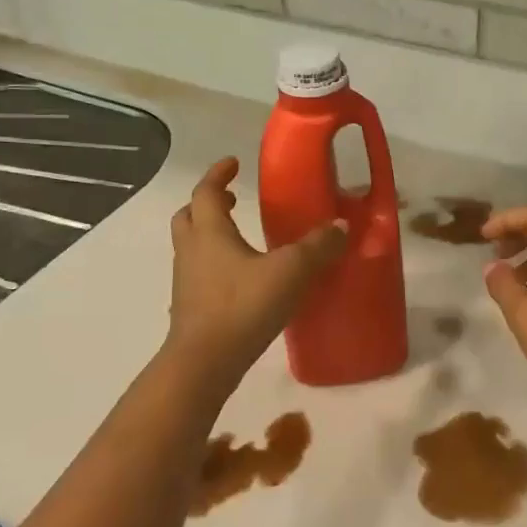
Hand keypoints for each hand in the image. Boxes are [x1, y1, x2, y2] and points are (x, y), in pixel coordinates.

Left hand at [164, 158, 346, 387]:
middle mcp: (192, 251)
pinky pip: (199, 273)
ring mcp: (186, 282)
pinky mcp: (190, 308)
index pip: (207, 192)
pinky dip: (216, 264)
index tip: (233, 162)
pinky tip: (243, 279)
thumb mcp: (290, 271)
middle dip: (210, 203)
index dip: (219, 174)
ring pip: (192, 246)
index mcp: (210, 232)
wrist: (204, 364)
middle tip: (234, 199)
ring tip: (242, 237)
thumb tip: (341, 225)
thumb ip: (318, 247)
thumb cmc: (243, 306)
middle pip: (190, 216)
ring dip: (211, 234)